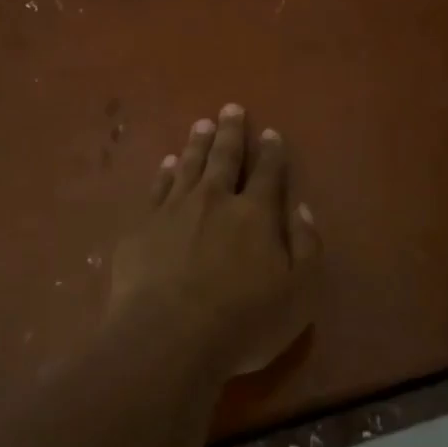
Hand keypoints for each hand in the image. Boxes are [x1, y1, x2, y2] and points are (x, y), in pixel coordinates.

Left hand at [108, 104, 322, 382]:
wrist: (167, 338)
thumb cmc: (242, 322)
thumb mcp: (299, 293)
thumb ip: (306, 246)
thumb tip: (300, 208)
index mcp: (255, 214)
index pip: (267, 173)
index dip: (271, 152)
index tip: (270, 133)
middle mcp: (215, 200)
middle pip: (224, 158)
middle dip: (231, 132)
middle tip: (231, 108)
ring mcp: (174, 210)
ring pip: (189, 165)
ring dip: (197, 143)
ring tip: (201, 124)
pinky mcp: (141, 226)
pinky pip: (156, 187)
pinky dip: (165, 172)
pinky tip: (167, 163)